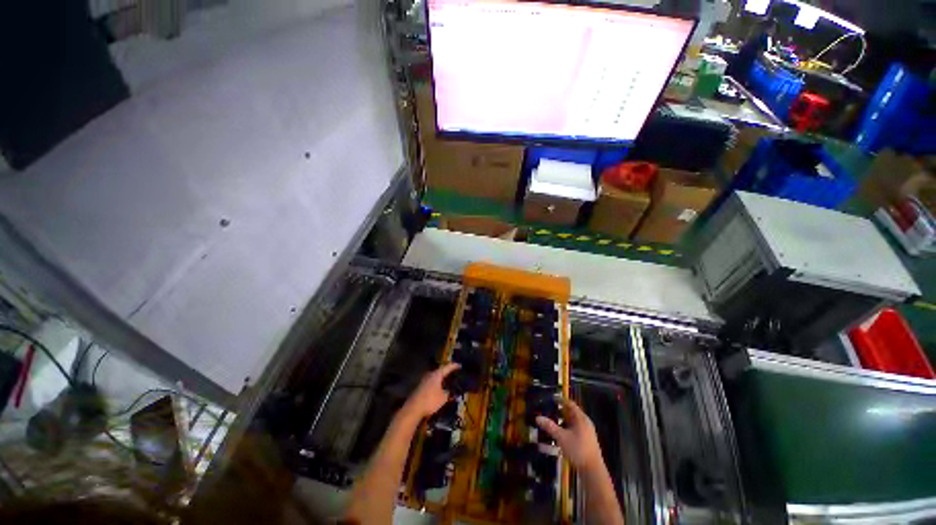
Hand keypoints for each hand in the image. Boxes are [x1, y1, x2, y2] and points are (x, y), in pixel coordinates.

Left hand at [404, 363, 460, 418]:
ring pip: (435, 377)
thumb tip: (450, 391)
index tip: (459, 365)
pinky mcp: (420, 388)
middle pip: (439, 372)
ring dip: (441, 379)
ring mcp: (423, 381)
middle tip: (454, 374)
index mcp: (436, 375)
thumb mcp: (444, 398)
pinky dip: (437, 384)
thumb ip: (449, 393)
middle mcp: (429, 375)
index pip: (446, 368)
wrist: (414, 408)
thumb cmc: (430, 401)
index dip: (453, 366)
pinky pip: (431, 383)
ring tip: (449, 382)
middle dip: (446, 373)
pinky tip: (440, 389)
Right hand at [536, 398, 602, 471]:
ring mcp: (585, 431)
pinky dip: (565, 429)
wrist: (590, 465)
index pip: (571, 405)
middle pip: (572, 413)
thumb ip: (550, 427)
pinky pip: (573, 429)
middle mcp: (585, 422)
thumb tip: (538, 417)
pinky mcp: (584, 439)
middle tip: (546, 410)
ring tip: (549, 422)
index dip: (561, 401)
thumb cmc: (577, 449)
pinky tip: (557, 435)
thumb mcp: (561, 437)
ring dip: (561, 421)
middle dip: (559, 411)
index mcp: (581, 419)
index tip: (551, 398)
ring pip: (572, 422)